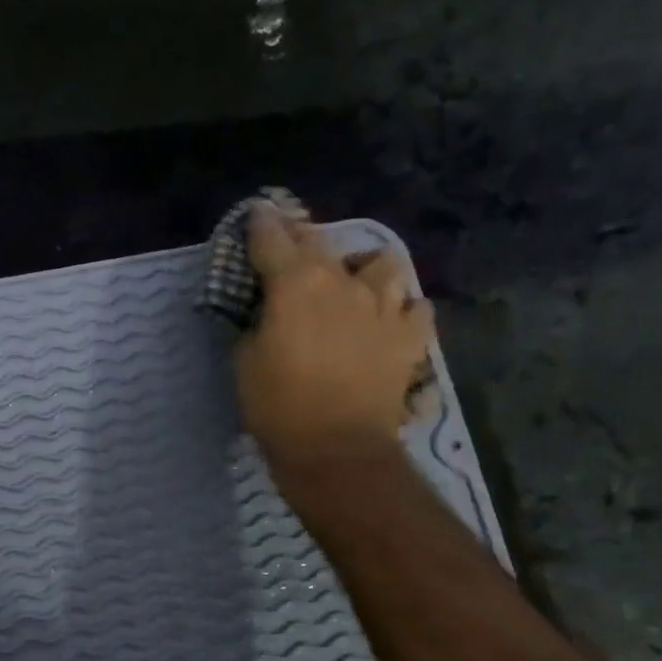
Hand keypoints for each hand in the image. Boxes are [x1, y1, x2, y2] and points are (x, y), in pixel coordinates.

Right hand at [235, 202, 432, 473]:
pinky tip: (389, 319)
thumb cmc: (277, 405)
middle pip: (320, 243)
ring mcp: (383, 307)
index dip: (260, 223)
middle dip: (301, 235)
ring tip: (355, 280)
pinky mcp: (408, 338)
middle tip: (290, 239)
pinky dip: (402, 309)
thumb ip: (255, 323)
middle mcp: (342, 283)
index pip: (271, 238)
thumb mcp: (245, 361)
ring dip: (365, 267)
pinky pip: (416, 309)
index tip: (257, 212)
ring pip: (383, 265)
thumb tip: (266, 312)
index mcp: (295, 284)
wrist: (336, 449)